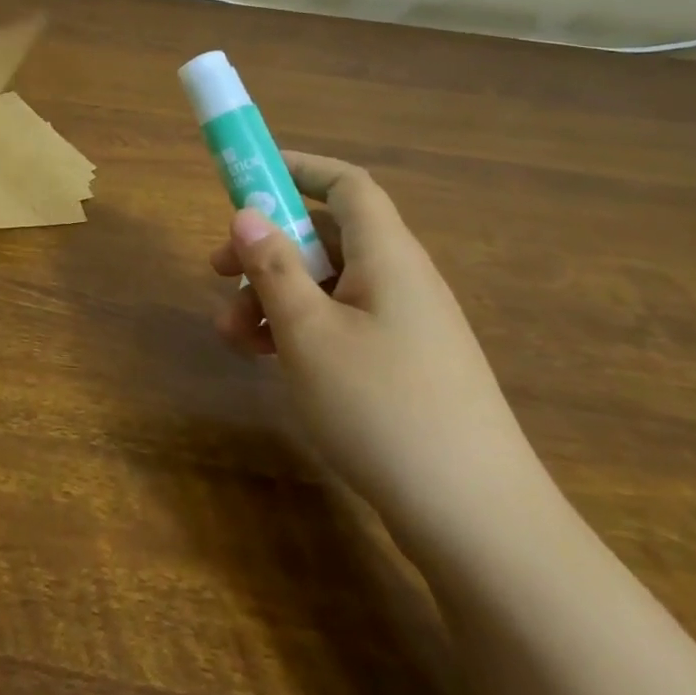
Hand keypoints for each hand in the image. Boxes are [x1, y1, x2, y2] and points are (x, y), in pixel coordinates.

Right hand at [209, 152, 545, 548]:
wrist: (479, 524)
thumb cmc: (384, 409)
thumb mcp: (309, 333)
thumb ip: (273, 268)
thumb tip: (247, 213)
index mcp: (387, 256)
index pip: (346, 185)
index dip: (298, 169)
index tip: (247, 177)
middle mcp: (400, 280)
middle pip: (327, 237)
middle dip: (267, 249)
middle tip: (216, 272)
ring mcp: (406, 327)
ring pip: (328, 287)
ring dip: (275, 298)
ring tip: (231, 336)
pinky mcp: (404, 369)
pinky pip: (343, 326)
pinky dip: (301, 331)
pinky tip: (266, 362)